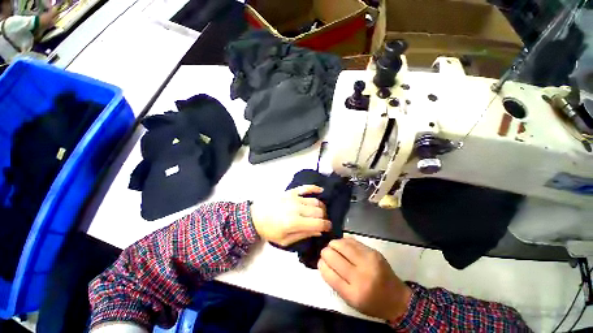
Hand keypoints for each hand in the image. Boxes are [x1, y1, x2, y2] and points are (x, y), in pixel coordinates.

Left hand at [250, 185, 330, 246]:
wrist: (255, 216)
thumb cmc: (270, 230)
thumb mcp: (284, 240)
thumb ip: (303, 235)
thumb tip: (319, 232)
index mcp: (294, 222)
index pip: (318, 223)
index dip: (327, 226)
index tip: (329, 227)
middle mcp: (297, 208)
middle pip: (319, 210)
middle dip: (324, 217)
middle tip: (322, 221)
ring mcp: (294, 198)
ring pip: (315, 200)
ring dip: (321, 206)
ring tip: (320, 211)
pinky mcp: (291, 191)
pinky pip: (306, 187)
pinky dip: (315, 188)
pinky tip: (321, 190)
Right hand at [318, 238, 411, 321]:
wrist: (397, 298)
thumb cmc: (371, 303)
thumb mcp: (351, 301)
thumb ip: (336, 283)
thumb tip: (324, 263)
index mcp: (354, 294)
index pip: (330, 274)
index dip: (322, 265)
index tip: (320, 262)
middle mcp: (361, 276)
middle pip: (335, 257)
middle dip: (325, 252)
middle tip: (325, 252)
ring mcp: (368, 262)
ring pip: (343, 246)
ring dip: (333, 244)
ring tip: (331, 246)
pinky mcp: (373, 252)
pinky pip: (353, 242)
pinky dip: (344, 241)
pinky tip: (342, 244)